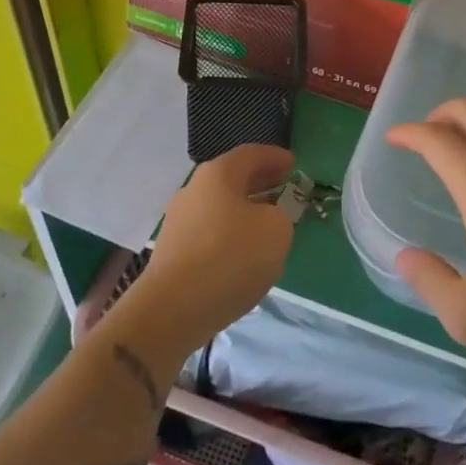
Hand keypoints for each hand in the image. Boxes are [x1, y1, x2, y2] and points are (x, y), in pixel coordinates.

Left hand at [129, 144, 296, 353]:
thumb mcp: (276, 231)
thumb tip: (265, 218)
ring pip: (219, 205)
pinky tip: (242, 250)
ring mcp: (178, 220)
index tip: (293, 164)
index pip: (251, 154)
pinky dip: (229, 232)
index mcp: (218, 174)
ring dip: (244, 209)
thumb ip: (280, 215)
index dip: (275, 157)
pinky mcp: (172, 250)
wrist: (173, 309)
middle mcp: (194, 189)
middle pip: (232, 178)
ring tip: (266, 222)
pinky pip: (209, 230)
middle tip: (283, 188)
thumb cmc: (230, 258)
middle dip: (260, 182)